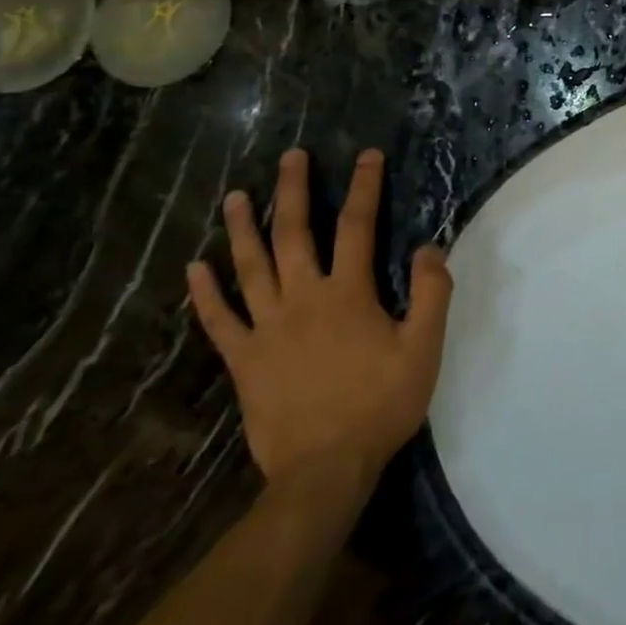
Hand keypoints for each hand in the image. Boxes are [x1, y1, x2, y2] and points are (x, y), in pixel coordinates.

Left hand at [188, 148, 451, 510]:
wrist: (324, 469)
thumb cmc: (380, 404)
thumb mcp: (424, 348)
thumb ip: (431, 294)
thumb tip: (429, 247)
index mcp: (347, 294)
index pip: (357, 226)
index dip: (363, 187)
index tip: (366, 155)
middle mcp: (302, 299)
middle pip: (294, 234)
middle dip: (294, 191)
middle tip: (291, 156)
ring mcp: (266, 329)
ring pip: (250, 267)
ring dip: (243, 228)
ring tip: (236, 195)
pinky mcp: (243, 360)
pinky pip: (219, 320)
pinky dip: (204, 293)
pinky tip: (194, 268)